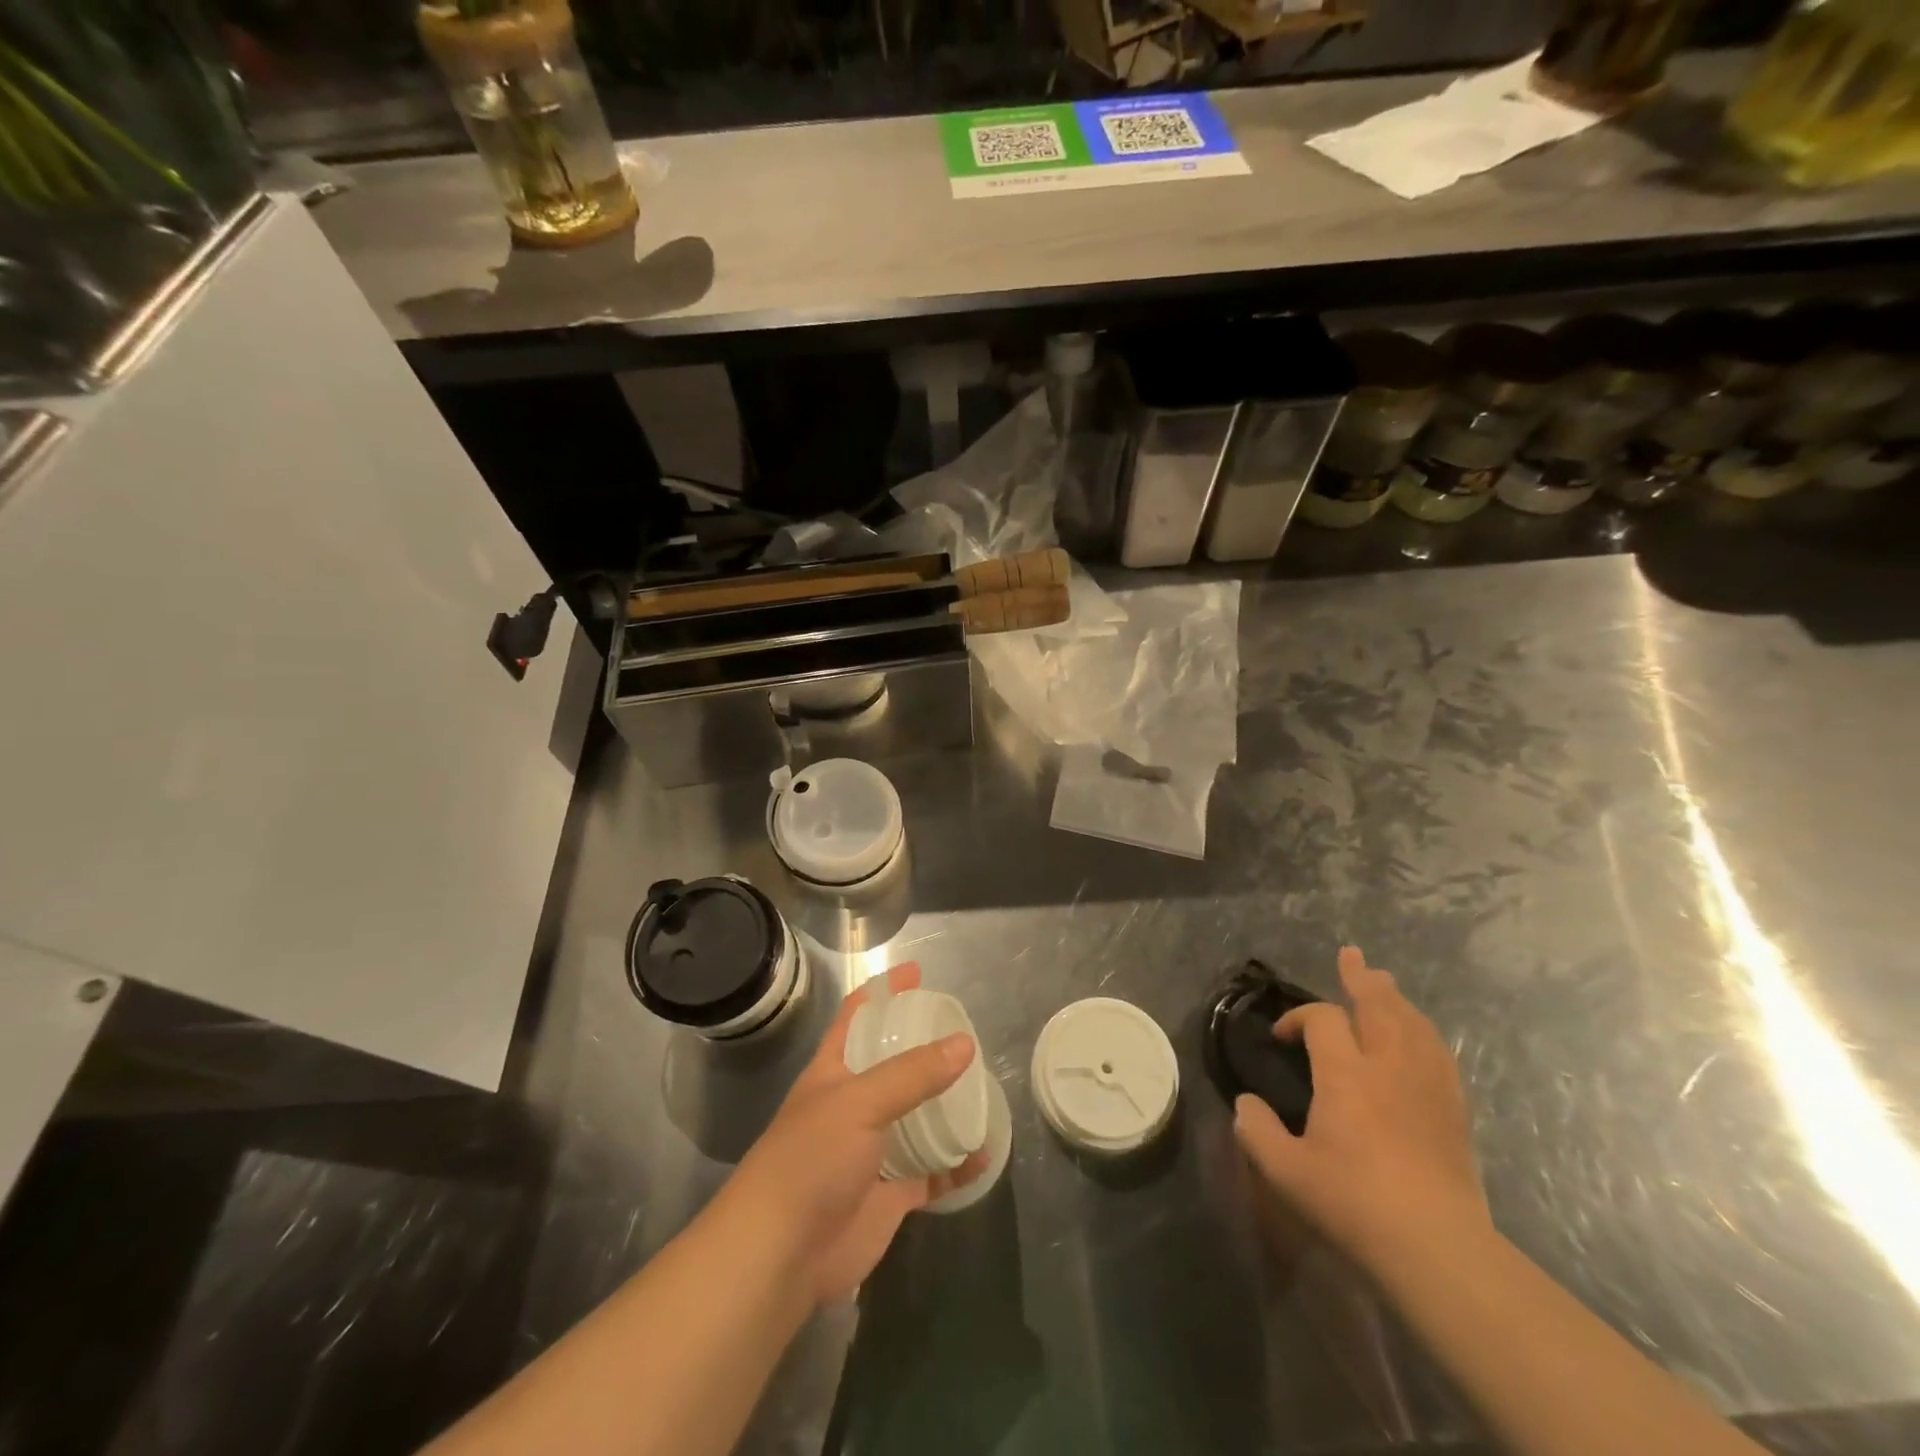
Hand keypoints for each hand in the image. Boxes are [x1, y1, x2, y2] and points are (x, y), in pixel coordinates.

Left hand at [729, 963, 987, 1305]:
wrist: (780, 1255)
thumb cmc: (810, 1160)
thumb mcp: (859, 1102)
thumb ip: (912, 1074)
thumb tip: (965, 1044)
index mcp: (834, 1071)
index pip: (857, 1016)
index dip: (883, 991)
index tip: (917, 972)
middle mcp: (853, 1105)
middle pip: (893, 1065)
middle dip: (924, 1048)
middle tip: (965, 1032)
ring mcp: (873, 1151)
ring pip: (916, 1117)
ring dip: (946, 1105)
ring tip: (983, 1086)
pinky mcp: (891, 1194)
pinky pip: (932, 1172)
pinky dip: (958, 1164)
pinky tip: (984, 1153)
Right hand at [1234, 947, 1488, 1272]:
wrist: (1437, 1247)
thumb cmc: (1354, 1203)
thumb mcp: (1285, 1171)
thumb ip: (1256, 1132)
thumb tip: (1246, 1105)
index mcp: (1345, 1074)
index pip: (1322, 1020)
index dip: (1299, 1018)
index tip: (1282, 1037)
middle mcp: (1388, 1066)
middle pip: (1379, 1004)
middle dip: (1362, 978)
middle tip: (1352, 956)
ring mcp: (1427, 1085)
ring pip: (1413, 1024)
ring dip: (1395, 999)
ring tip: (1384, 984)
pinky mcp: (1453, 1109)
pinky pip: (1439, 1053)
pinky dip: (1423, 1032)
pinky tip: (1420, 1036)